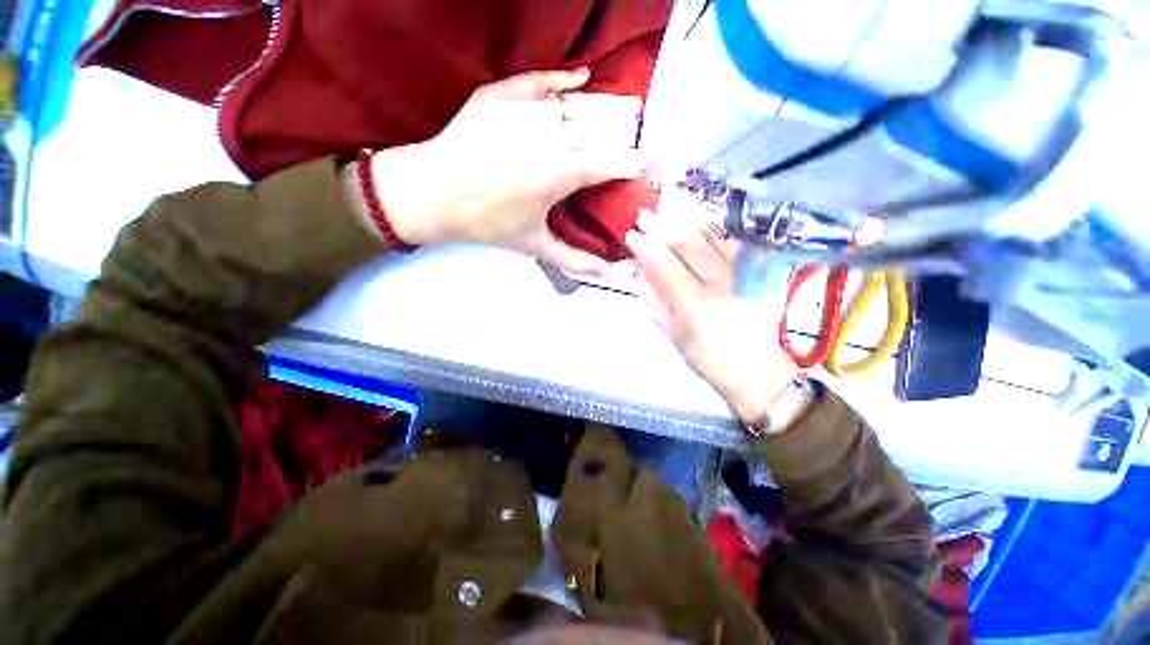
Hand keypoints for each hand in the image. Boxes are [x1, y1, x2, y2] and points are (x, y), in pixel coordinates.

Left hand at [368, 68, 644, 273]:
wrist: (433, 192)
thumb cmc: (487, 222)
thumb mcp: (535, 246)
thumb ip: (574, 260)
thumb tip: (605, 272)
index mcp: (562, 173)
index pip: (611, 162)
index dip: (628, 165)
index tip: (636, 170)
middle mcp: (551, 135)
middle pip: (601, 129)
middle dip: (619, 138)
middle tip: (625, 147)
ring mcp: (526, 109)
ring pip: (578, 105)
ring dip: (601, 113)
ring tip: (616, 118)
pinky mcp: (504, 94)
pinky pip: (543, 79)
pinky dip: (565, 79)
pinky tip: (582, 79)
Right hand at [626, 210, 799, 423]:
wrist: (762, 373)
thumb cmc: (712, 360)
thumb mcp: (676, 337)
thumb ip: (656, 303)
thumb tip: (641, 274)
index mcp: (694, 304)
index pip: (664, 264)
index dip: (645, 246)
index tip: (631, 235)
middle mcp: (719, 282)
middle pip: (688, 245)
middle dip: (663, 227)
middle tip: (645, 216)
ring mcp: (742, 274)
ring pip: (712, 238)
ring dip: (687, 222)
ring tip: (668, 211)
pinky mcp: (758, 272)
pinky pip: (733, 243)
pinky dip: (714, 230)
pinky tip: (700, 222)